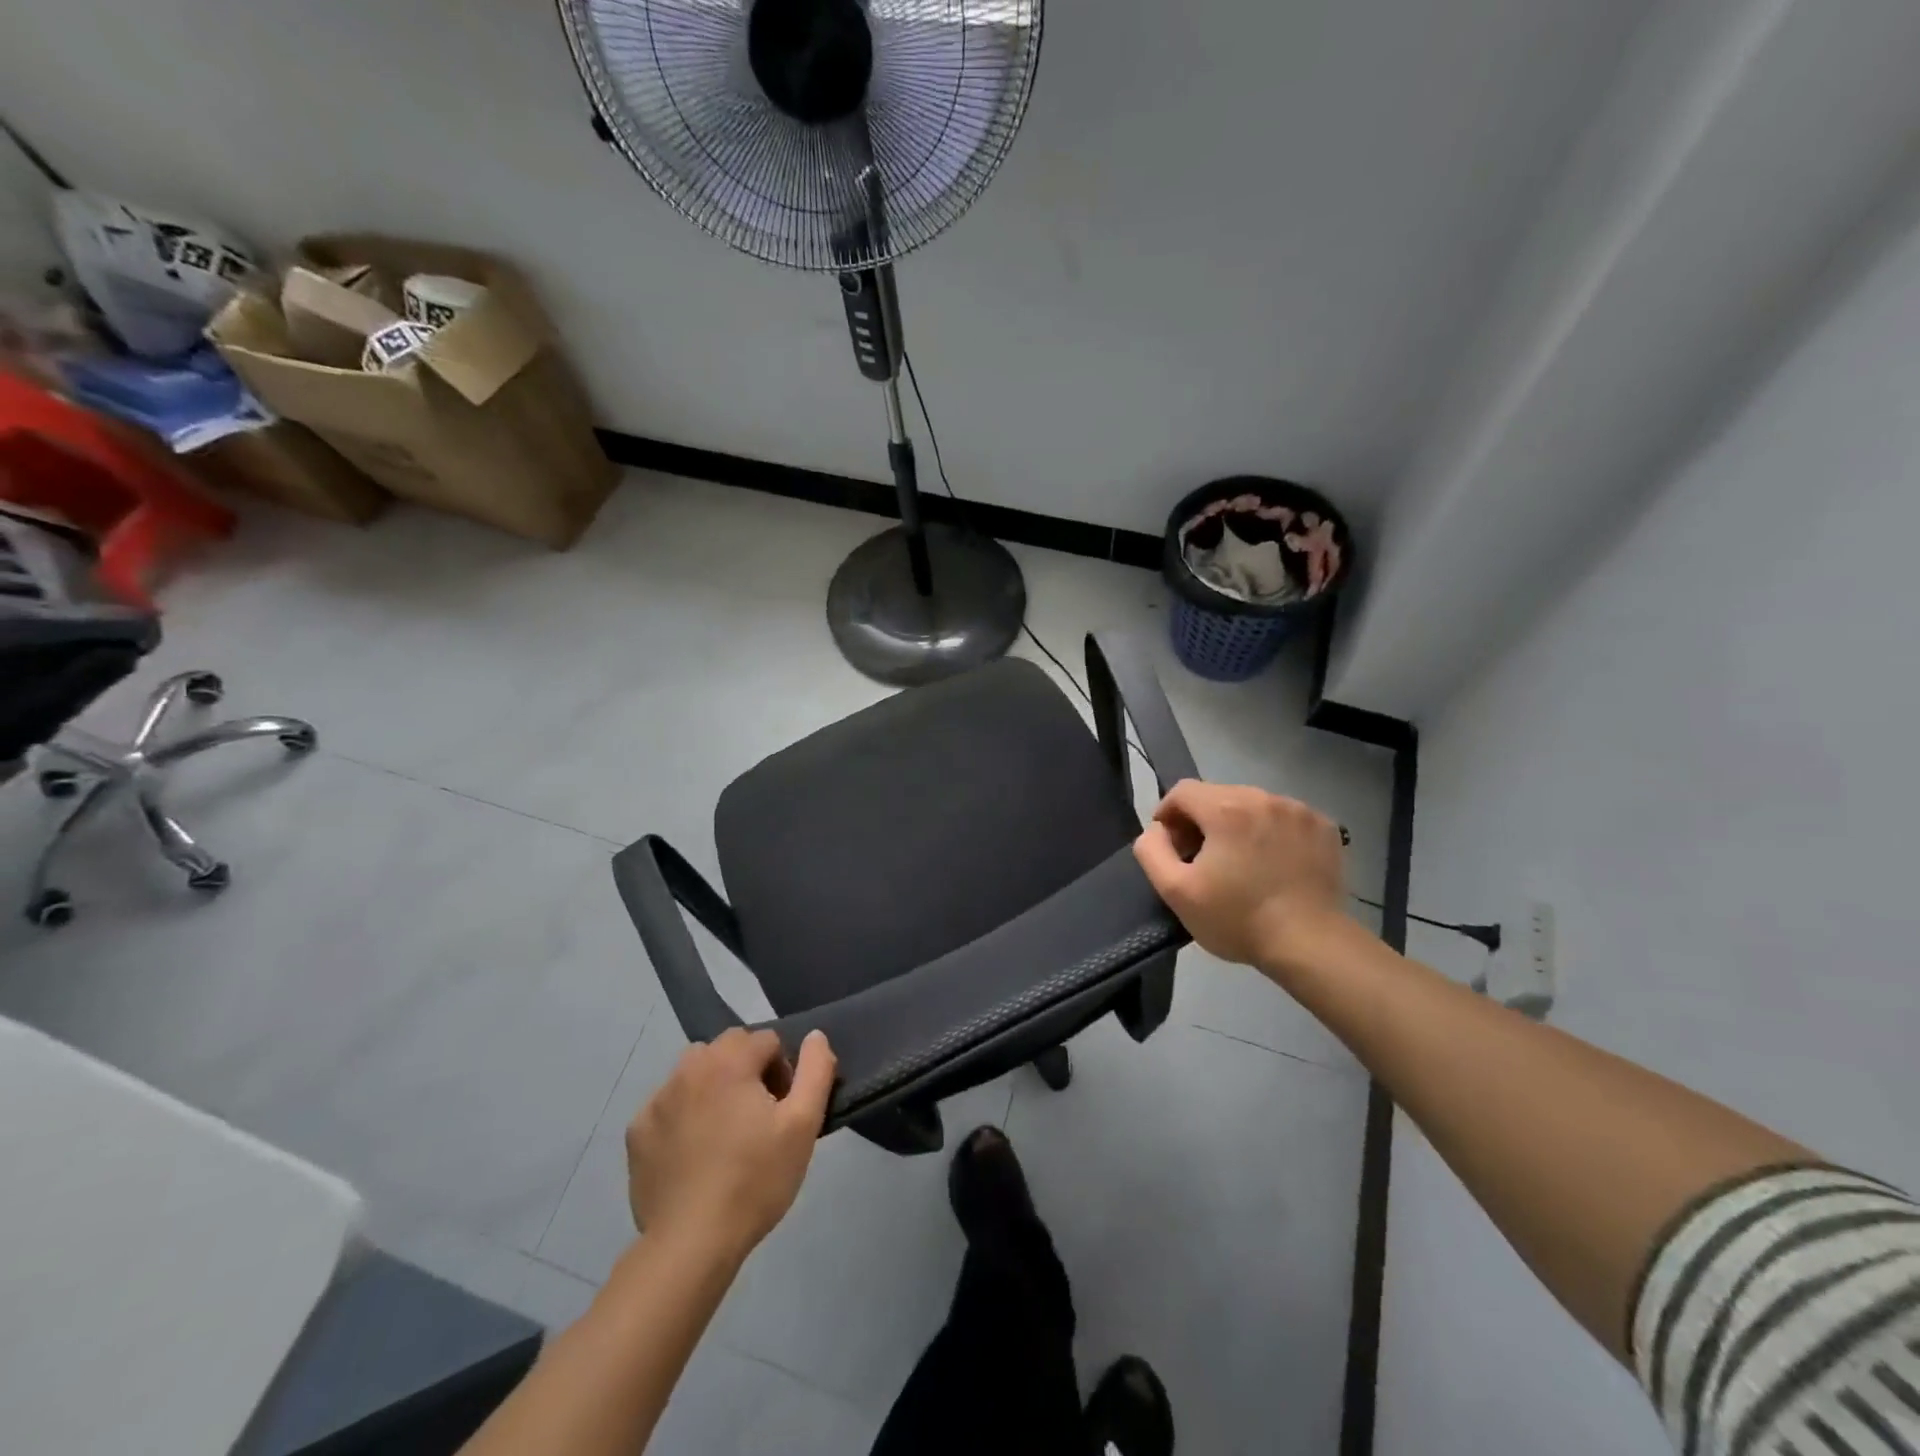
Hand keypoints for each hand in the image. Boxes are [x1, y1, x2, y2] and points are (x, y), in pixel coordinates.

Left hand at [625, 1028, 836, 1263]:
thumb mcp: (803, 1125)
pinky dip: (683, 1115)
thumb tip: (815, 1036)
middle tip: (757, 1118)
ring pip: (695, 1072)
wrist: (690, 1245)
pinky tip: (693, 1153)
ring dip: (713, 1086)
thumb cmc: (754, 1180)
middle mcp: (688, 1068)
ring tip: (725, 1132)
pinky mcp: (637, 1131)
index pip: (766, 1040)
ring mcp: (657, 1100)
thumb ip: (815, 1070)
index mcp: (729, 1061)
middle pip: (728, 1048)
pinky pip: (668, 1105)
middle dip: (747, 1070)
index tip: (781, 1111)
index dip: (782, 1071)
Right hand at [1132, 780, 1350, 973]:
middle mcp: (1264, 798)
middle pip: (1218, 795)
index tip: (1172, 846)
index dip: (1168, 815)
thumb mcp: (1176, 891)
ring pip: (1253, 805)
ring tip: (1241, 863)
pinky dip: (1272, 832)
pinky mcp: (1324, 827)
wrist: (1310, 944)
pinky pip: (1284, 818)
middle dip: (1202, 821)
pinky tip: (1274, 864)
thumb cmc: (1237, 919)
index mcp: (1226, 808)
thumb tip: (1156, 830)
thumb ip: (1152, 851)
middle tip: (1202, 859)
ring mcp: (1299, 811)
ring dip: (1238, 825)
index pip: (1183, 791)